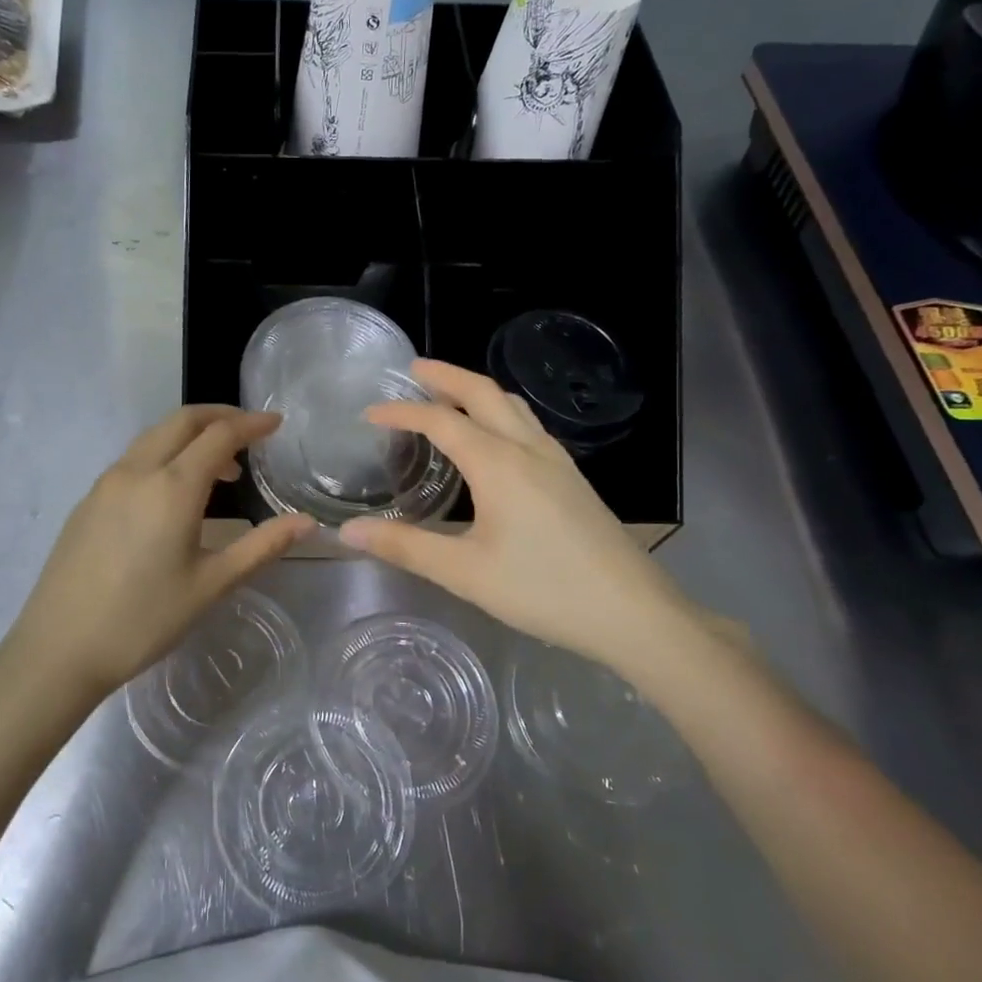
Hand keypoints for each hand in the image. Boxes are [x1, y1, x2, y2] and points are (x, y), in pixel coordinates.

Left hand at [0, 406, 314, 702]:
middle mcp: (136, 471)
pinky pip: (134, 459)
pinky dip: (164, 455)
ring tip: (219, 469)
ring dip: (190, 437)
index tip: (276, 423)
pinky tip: (173, 493)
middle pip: (182, 421)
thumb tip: (308, 522)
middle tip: (250, 432)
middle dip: (219, 416)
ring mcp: (106, 483)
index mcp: (172, 487)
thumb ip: (262, 546)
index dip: (251, 424)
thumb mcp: (210, 585)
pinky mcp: (88, 500)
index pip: (219, 435)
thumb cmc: (143, 620)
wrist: (58, 649)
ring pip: (154, 437)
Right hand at [340, 359, 706, 679]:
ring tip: (449, 394)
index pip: (439, 420)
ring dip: (476, 390)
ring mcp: (556, 460)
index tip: (369, 414)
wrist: (633, 612)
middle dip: (446, 375)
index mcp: (497, 463)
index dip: (401, 412)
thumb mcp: (464, 573)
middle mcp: (527, 448)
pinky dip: (499, 411)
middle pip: (482, 393)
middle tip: (413, 369)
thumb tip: (348, 532)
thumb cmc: (543, 590)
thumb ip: (405, 546)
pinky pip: (528, 424)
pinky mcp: (572, 477)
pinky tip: (495, 437)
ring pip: (511, 404)